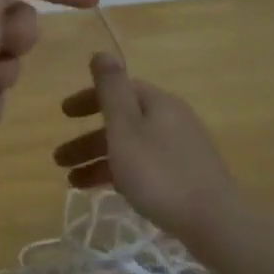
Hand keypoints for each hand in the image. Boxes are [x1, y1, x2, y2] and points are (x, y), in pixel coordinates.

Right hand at [52, 52, 241, 245]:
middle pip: (122, 121)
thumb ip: (111, 89)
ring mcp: (181, 149)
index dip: (88, 99)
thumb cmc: (159, 172)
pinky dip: (121, 174)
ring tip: (73, 183)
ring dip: (99, 160)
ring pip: (131, 147)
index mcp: (158, 103)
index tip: (63, 115)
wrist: (214, 222)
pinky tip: (107, 191)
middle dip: (88, 139)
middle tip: (59, 159)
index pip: (119, 89)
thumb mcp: (126, 128)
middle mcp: (172, 120)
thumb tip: (102, 51)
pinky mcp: (186, 177)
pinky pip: (144, 166)